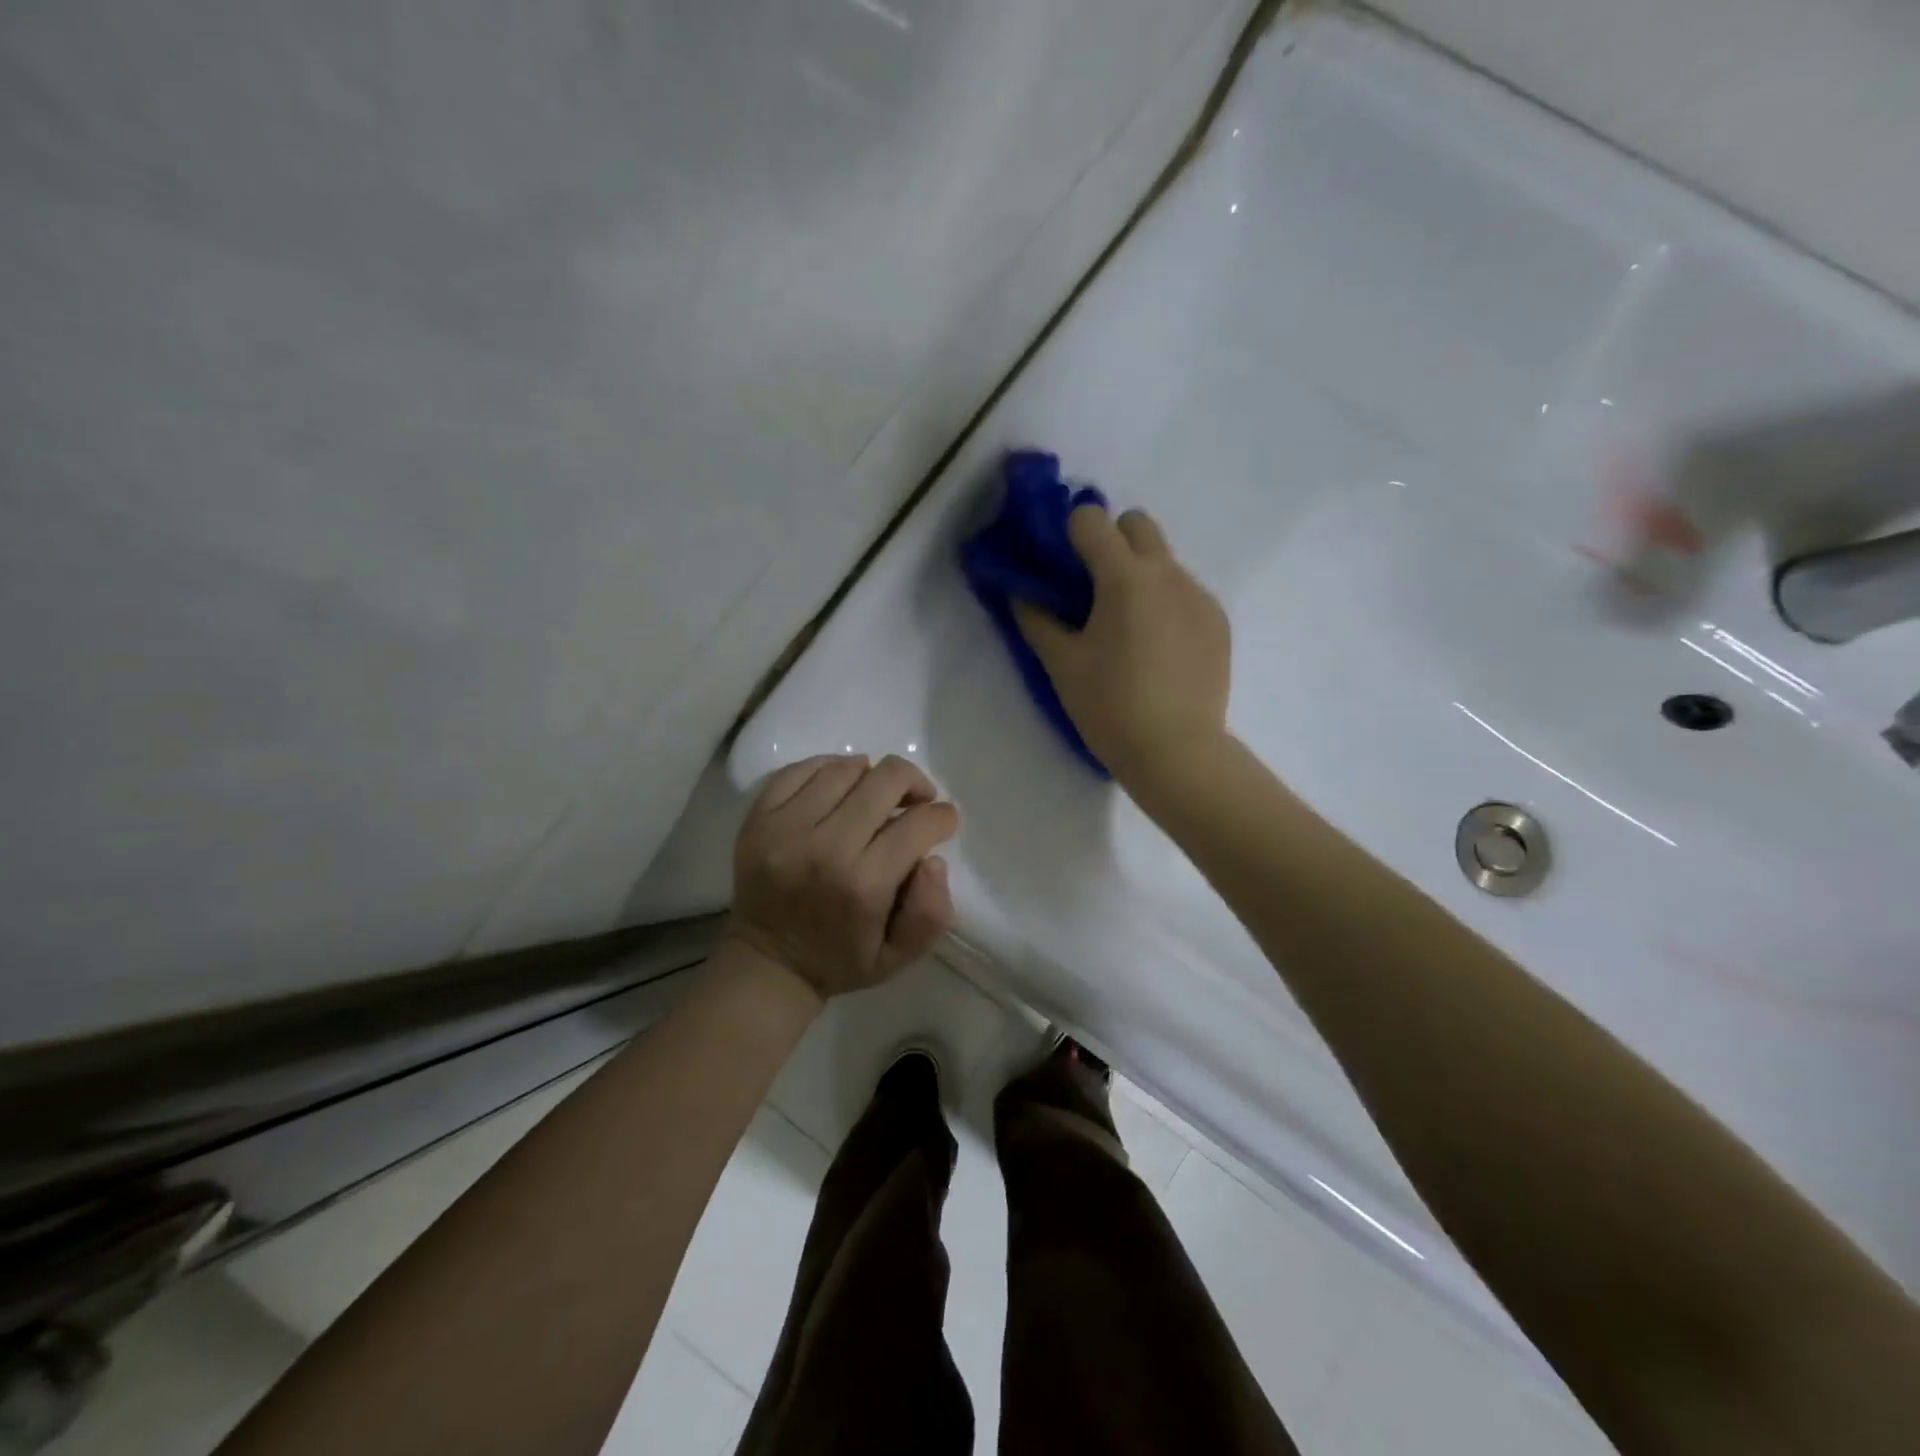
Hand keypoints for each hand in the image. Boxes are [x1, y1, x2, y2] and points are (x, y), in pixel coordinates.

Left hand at [727, 754, 958, 1000]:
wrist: (767, 964)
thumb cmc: (841, 959)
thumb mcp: (900, 957)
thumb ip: (930, 913)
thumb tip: (934, 860)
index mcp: (864, 884)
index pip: (918, 824)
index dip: (942, 817)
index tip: (943, 822)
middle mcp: (825, 847)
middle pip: (886, 780)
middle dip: (914, 784)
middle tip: (916, 801)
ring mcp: (786, 827)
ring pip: (845, 769)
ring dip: (872, 776)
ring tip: (876, 794)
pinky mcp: (759, 818)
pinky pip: (800, 770)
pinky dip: (829, 768)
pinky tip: (841, 785)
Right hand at [1014, 506, 1231, 787]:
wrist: (1177, 751)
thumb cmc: (1110, 706)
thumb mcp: (1062, 664)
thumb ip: (1036, 619)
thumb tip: (1021, 592)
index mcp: (1125, 577)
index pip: (1092, 518)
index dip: (1071, 534)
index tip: (1063, 568)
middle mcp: (1168, 573)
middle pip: (1138, 524)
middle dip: (1112, 540)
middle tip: (1095, 589)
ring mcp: (1199, 595)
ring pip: (1164, 561)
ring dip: (1141, 575)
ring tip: (1129, 630)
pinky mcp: (1218, 621)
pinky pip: (1186, 593)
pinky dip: (1166, 604)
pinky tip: (1159, 650)